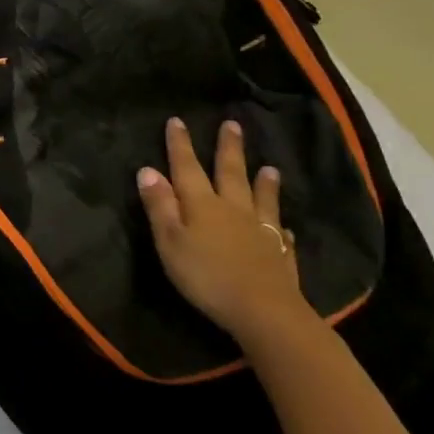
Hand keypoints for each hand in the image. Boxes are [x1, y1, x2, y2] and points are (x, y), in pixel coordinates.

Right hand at [138, 117, 307, 342]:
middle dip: (228, 149)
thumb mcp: (169, 241)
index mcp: (201, 204)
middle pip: (230, 173)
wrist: (265, 313)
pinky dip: (280, 225)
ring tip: (269, 168)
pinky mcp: (280, 255)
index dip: (180, 144)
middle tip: (232, 125)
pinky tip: (285, 227)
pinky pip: (280, 233)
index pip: (187, 167)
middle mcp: (232, 209)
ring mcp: (260, 231)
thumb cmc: (206, 275)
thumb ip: (159, 205)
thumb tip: (148, 169)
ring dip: (263, 182)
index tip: (177, 120)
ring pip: (261, 199)